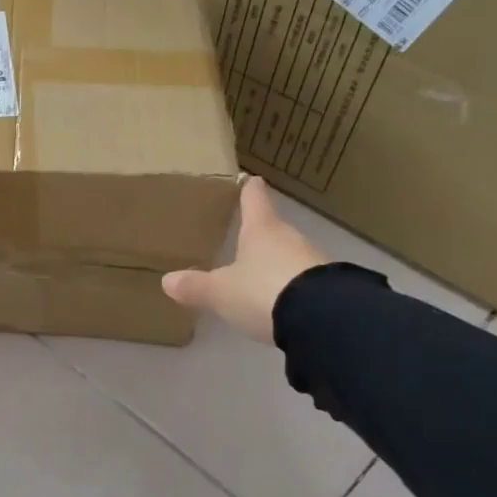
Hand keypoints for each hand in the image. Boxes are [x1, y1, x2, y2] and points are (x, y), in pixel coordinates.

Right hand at [162, 175, 328, 341]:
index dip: (249, 190)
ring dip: (276, 262)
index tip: (250, 178)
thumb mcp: (220, 292)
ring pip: (289, 255)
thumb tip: (167, 280)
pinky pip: (303, 281)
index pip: (254, 200)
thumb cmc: (262, 291)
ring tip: (259, 274)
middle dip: (261, 232)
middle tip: (245, 236)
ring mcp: (313, 262)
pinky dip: (291, 287)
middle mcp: (289, 239)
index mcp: (261, 230)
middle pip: (273, 229)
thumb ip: (196, 286)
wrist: (321, 318)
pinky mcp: (329, 288)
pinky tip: (280, 301)